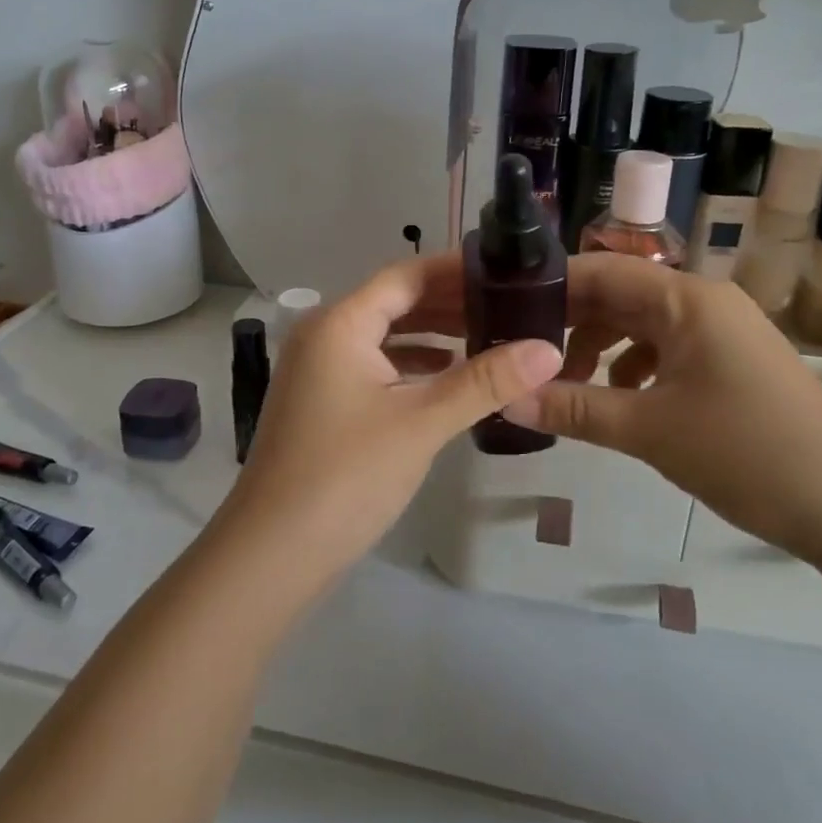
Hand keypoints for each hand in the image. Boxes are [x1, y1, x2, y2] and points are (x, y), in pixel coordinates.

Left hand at [213, 255, 562, 591]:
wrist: (273, 552)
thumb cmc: (347, 475)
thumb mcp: (422, 422)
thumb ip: (484, 381)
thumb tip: (548, 349)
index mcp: (340, 323)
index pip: (406, 276)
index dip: (455, 270)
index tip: (505, 272)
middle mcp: (324, 334)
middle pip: (394, 302)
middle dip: (449, 303)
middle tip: (508, 306)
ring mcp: (318, 369)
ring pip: (384, 335)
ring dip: (431, 334)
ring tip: (488, 335)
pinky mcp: (321, 400)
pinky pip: (373, 365)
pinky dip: (410, 364)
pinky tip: (446, 375)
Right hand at [503, 253, 821, 567]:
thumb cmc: (746, 455)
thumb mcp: (650, 431)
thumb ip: (573, 410)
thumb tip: (505, 399)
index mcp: (687, 299)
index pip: (601, 270)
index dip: (550, 286)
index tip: (502, 311)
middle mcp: (703, 301)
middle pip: (618, 295)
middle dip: (569, 322)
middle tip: (520, 353)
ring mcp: (719, 330)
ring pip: (639, 323)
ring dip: (599, 348)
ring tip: (565, 385)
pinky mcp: (728, 359)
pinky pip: (665, 347)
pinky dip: (632, 366)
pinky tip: (617, 399)